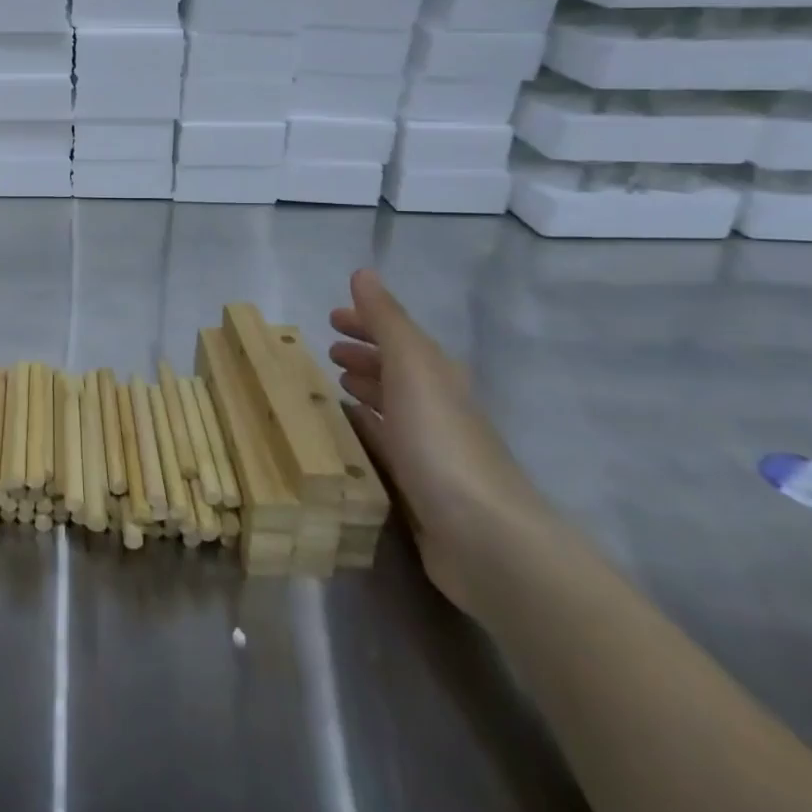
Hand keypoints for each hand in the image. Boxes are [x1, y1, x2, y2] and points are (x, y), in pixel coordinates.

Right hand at [328, 269, 553, 612]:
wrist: (486, 538)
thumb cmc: (442, 442)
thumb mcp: (412, 367)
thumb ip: (387, 320)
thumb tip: (363, 273)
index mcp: (437, 375)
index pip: (398, 336)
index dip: (367, 322)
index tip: (331, 317)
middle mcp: (436, 407)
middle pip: (396, 370)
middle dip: (364, 355)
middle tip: (325, 350)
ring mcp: (429, 449)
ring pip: (390, 407)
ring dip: (363, 391)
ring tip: (328, 386)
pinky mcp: (418, 486)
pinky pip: (384, 444)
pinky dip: (364, 429)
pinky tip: (345, 432)